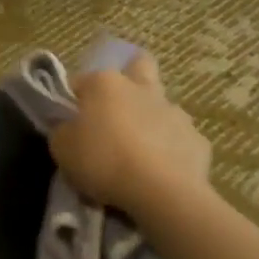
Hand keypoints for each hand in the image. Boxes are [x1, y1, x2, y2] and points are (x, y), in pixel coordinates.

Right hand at [49, 54, 212, 222]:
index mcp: (105, 84)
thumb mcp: (61, 149)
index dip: (72, 100)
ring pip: (161, 105)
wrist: (161, 191)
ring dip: (149, 119)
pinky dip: (168, 149)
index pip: (80, 81)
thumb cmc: (103, 161)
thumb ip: (62, 131)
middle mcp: (141, 89)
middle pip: (138, 67)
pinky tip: (159, 170)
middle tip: (114, 110)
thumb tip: (69, 127)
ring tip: (137, 150)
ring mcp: (174, 112)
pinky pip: (178, 139)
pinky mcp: (197, 139)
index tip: (68, 122)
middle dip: (129, 79)